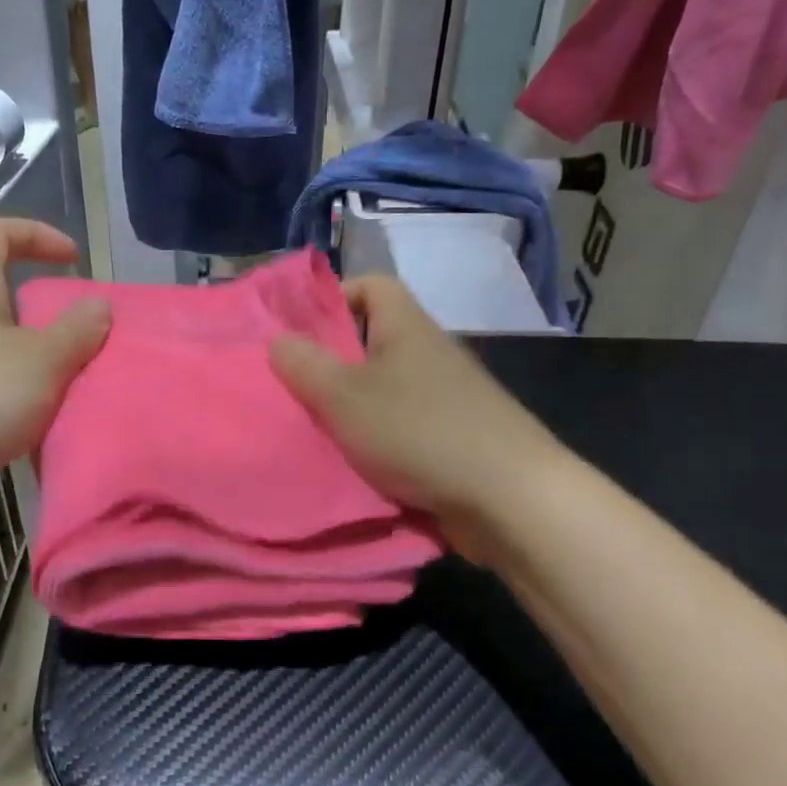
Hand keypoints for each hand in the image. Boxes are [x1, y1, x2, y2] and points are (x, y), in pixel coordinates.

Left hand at [0, 219, 108, 531]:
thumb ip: (77, 329)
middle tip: (82, 332)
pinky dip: (24, 391)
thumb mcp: (42, 360)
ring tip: (73, 378)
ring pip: (0, 344)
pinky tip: (46, 417)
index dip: (35, 232)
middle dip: (46, 307)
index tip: (73, 260)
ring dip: (38, 355)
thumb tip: (98, 305)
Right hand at [268, 275, 565, 546]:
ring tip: (313, 430)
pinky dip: (376, 441)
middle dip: (332, 363)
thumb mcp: (344, 397)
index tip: (301, 333)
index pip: (372, 286)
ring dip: (351, 409)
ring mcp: (446, 399)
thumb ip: (305, 366)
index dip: (335, 298)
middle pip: (373, 342)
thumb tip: (278, 340)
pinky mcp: (453, 439)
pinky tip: (352, 464)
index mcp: (407, 328)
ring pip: (385, 390)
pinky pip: (402, 428)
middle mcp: (429, 355)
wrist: (508, 499)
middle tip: (294, 388)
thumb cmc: (419, 432)